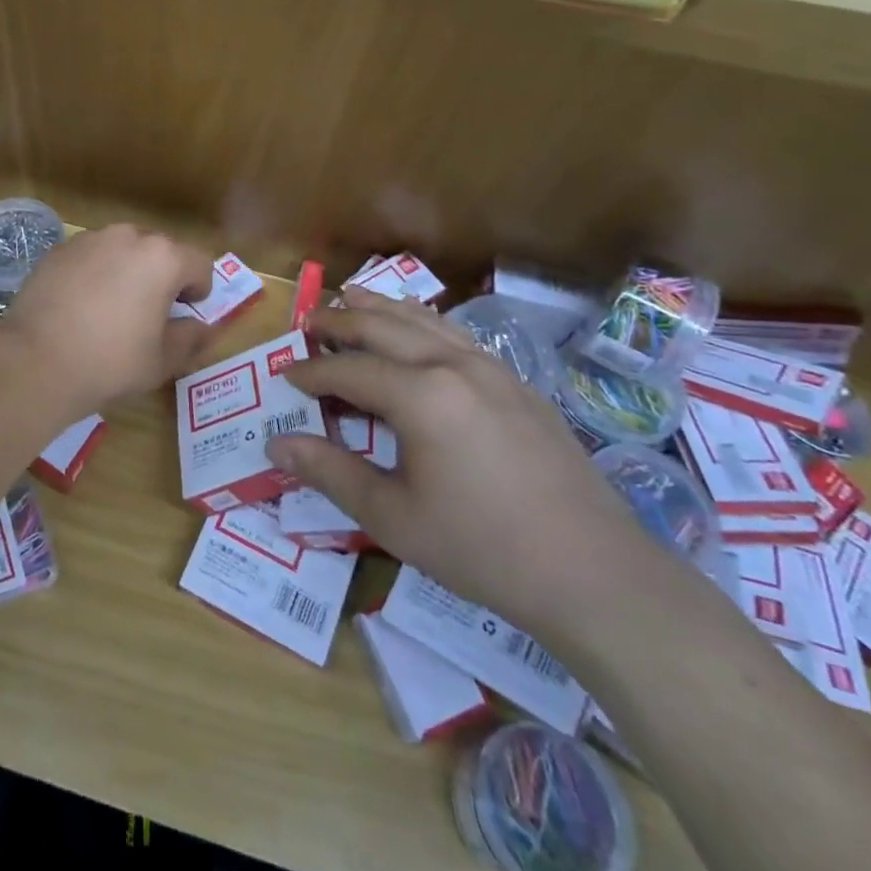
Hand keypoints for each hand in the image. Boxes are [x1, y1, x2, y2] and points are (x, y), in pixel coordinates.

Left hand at [0, 225, 218, 420]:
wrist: (36, 361)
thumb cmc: (110, 361)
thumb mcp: (162, 360)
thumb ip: (191, 338)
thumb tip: (203, 328)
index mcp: (163, 258)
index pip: (199, 264)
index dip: (199, 290)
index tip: (185, 313)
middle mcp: (128, 236)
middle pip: (160, 251)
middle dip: (163, 277)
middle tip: (151, 313)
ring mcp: (90, 239)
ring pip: (123, 250)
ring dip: (128, 271)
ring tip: (113, 308)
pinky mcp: (59, 249)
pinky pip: (91, 257)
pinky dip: (95, 273)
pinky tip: (81, 306)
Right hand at [266, 290, 659, 641]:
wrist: (594, 573)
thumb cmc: (482, 548)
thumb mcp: (393, 517)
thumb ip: (330, 472)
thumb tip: (276, 444)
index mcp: (420, 395)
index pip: (349, 369)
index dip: (311, 372)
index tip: (284, 375)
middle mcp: (453, 365)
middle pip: (383, 327)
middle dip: (340, 321)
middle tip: (308, 322)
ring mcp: (491, 368)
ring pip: (423, 320)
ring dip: (381, 308)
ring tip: (350, 298)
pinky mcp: (516, 382)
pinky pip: (456, 334)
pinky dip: (423, 320)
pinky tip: (417, 325)